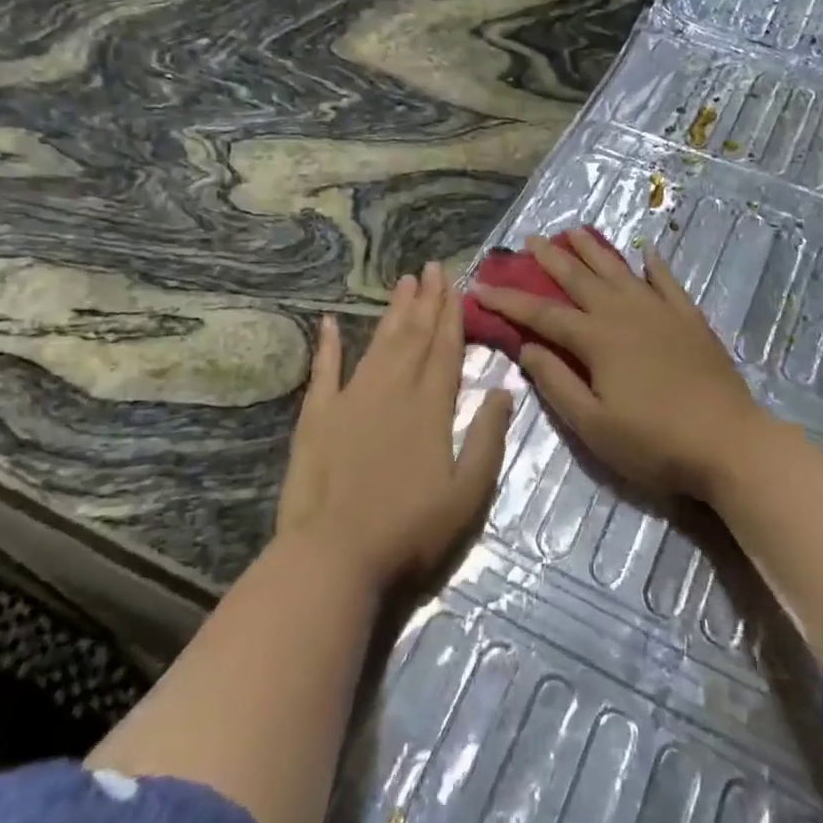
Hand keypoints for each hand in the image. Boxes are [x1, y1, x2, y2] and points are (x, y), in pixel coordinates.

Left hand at [277, 263, 510, 590]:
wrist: (333, 556)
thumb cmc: (409, 531)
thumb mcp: (467, 494)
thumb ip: (488, 438)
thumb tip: (504, 390)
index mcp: (431, 407)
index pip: (447, 349)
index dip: (453, 314)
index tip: (456, 283)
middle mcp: (393, 391)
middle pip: (414, 336)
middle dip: (427, 300)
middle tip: (432, 267)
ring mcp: (351, 400)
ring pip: (379, 344)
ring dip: (393, 312)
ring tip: (404, 282)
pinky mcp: (317, 417)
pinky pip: (324, 371)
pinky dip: (327, 346)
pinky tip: (328, 322)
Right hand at [469, 230, 770, 500]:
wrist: (728, 441)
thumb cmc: (654, 442)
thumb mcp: (593, 425)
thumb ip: (557, 383)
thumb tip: (526, 347)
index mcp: (596, 339)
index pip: (541, 314)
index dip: (508, 301)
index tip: (479, 287)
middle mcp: (624, 313)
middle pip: (579, 278)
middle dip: (550, 258)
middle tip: (529, 239)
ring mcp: (660, 311)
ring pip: (619, 270)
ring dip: (593, 249)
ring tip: (574, 230)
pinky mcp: (689, 318)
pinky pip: (666, 281)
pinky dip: (653, 264)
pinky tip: (645, 250)